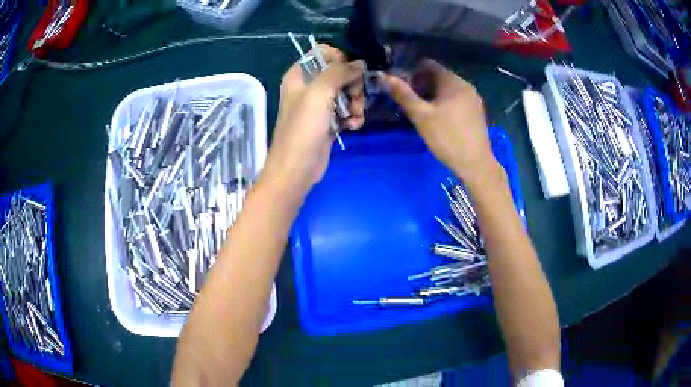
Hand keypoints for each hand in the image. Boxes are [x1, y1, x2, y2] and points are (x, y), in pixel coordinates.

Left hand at [263, 45, 364, 193]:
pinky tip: (353, 126)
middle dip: (352, 85)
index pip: (323, 53)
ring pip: (347, 92)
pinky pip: (347, 110)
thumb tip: (359, 63)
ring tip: (353, 117)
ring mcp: (319, 105)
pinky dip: (353, 117)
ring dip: (356, 103)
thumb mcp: (319, 93)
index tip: (348, 73)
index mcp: (299, 75)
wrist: (297, 169)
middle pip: (340, 72)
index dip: (340, 60)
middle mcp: (309, 87)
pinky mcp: (329, 121)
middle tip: (354, 99)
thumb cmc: (303, 128)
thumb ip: (339, 72)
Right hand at [378, 60, 498, 185]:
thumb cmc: (447, 138)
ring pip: (447, 89)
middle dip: (421, 85)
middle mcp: (466, 85)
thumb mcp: (421, 115)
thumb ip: (401, 94)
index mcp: (453, 81)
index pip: (428, 65)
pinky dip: (444, 103)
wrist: (476, 165)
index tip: (401, 88)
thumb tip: (381, 75)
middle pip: (438, 76)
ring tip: (421, 112)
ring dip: (432, 95)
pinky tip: (438, 119)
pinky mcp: (476, 112)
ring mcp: (473, 99)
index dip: (411, 73)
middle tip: (408, 102)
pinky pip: (456, 100)